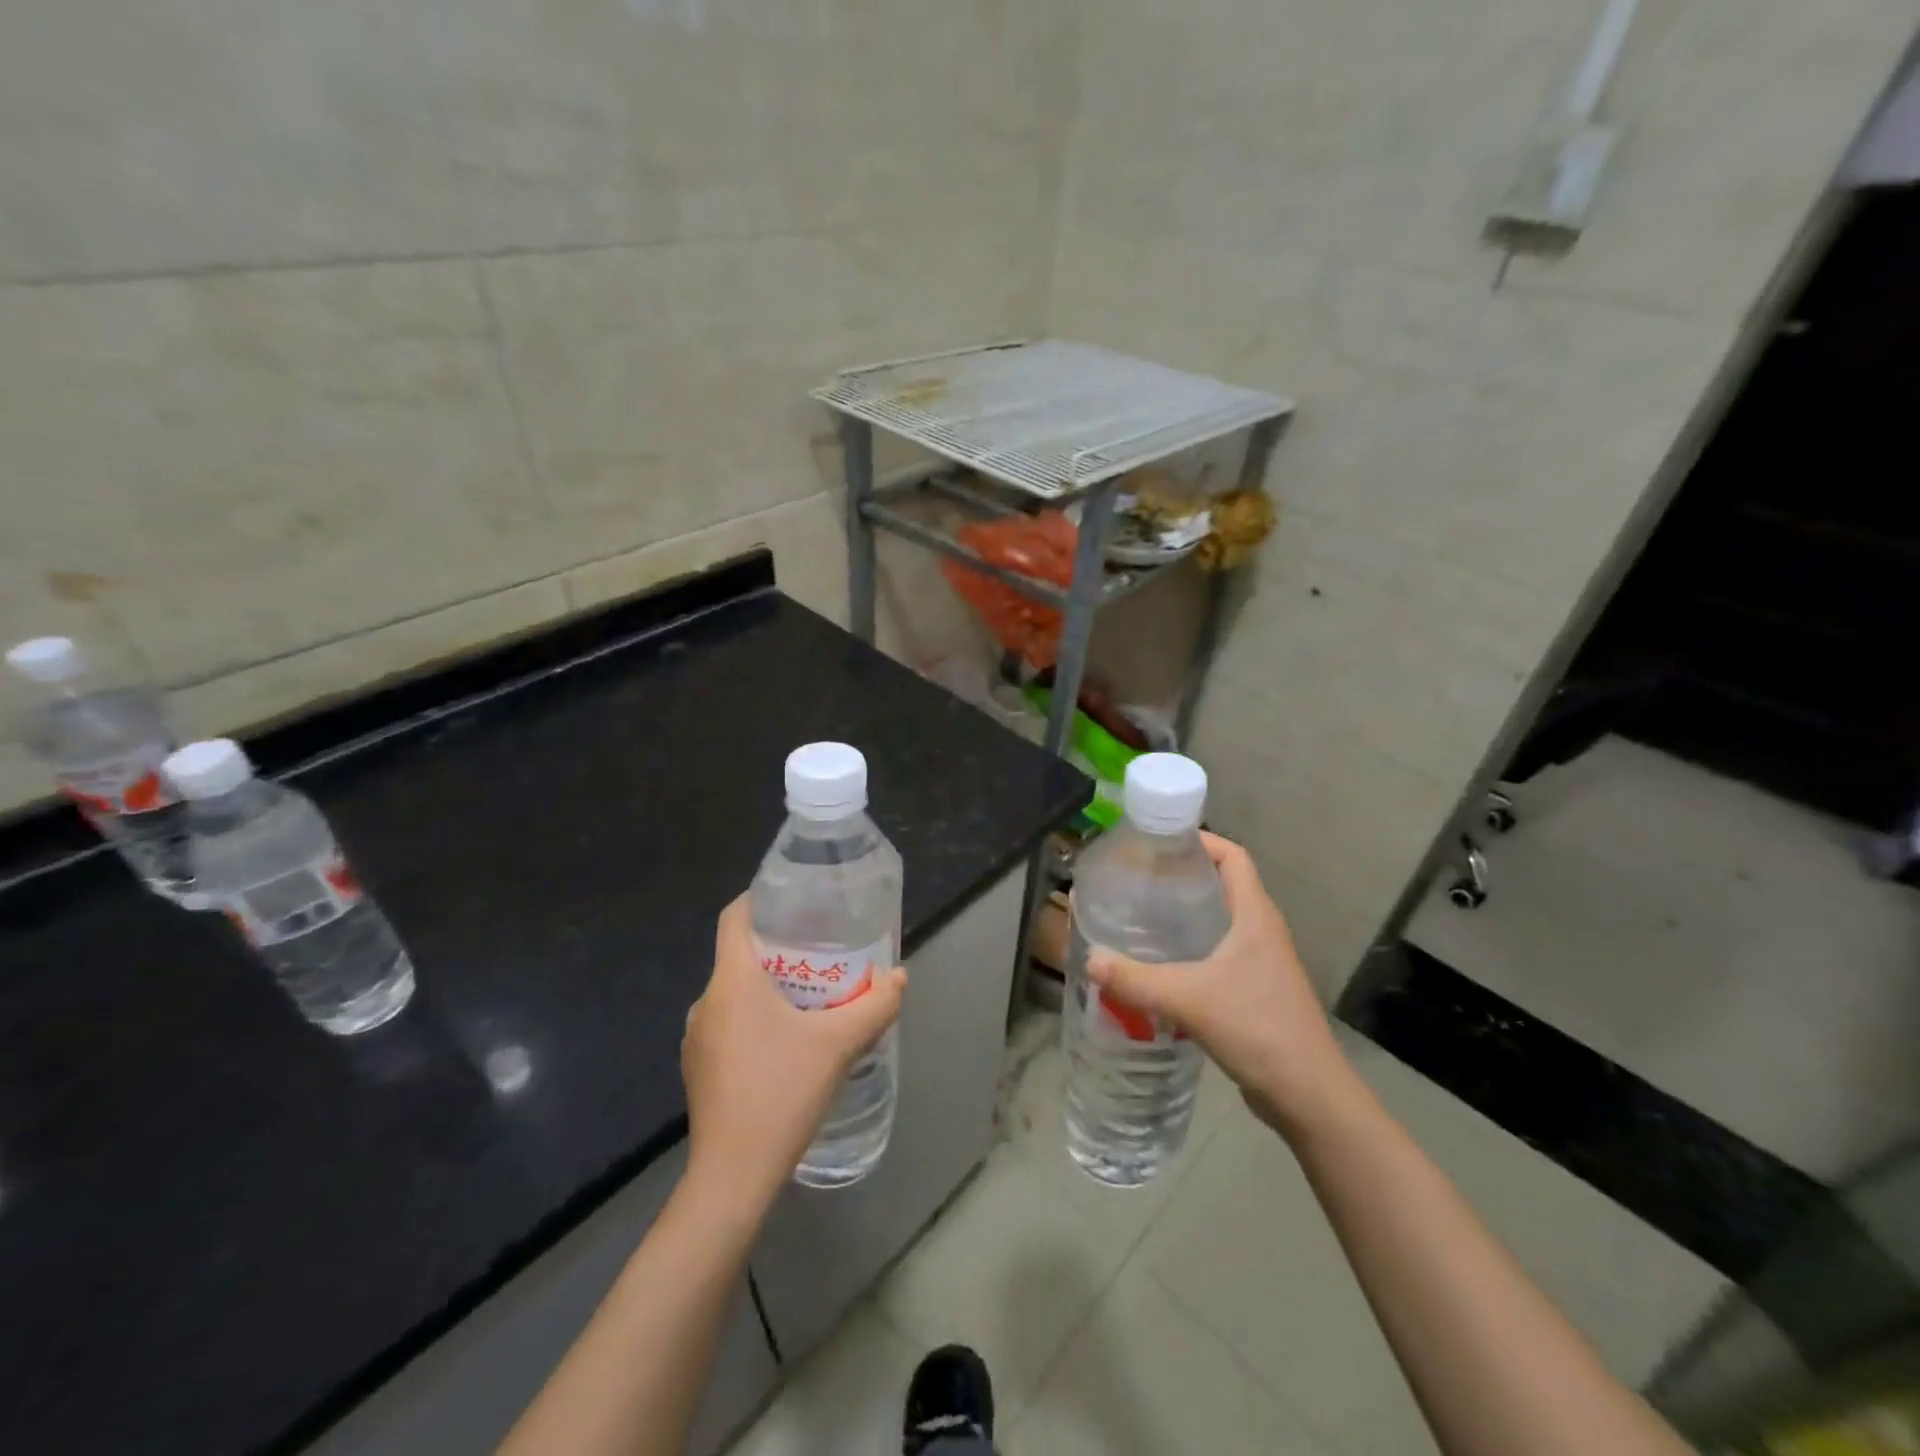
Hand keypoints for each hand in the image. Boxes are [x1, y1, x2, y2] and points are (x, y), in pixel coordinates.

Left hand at [681, 896, 906, 1209]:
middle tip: (821, 949)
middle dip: (779, 947)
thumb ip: (874, 1005)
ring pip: (735, 992)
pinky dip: (756, 1017)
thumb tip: (899, 977)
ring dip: (769, 986)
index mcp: (732, 982)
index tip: (794, 899)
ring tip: (811, 994)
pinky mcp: (700, 1068)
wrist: (732, 1177)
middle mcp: (706, 1002)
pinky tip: (788, 1041)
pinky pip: (729, 1023)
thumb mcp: (838, 1044)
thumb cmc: (781, 1093)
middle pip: (739, 955)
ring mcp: (698, 1038)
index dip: (759, 899)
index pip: (733, 917)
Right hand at [1087, 832, 1355, 1139]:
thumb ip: (1136, 979)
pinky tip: (1159, 965)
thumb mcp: (1189, 999)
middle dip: (1182, 877)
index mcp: (1255, 916)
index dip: (1202, 840)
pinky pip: (1217, 955)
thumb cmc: (1258, 1028)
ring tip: (1140, 916)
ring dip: (1184, 915)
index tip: (1159, 842)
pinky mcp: (1254, 991)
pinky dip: (1190, 950)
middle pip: (1223, 885)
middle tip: (1137, 879)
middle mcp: (1261, 931)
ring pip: (1219, 922)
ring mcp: (1261, 963)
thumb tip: (1090, 958)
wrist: (1308, 1096)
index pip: (1234, 857)